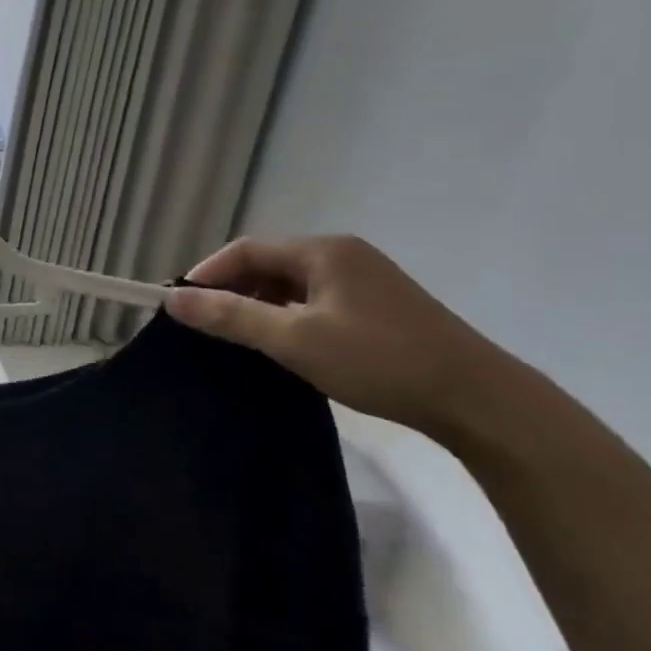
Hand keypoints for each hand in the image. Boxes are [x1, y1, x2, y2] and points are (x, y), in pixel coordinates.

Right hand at [164, 235, 518, 435]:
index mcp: (323, 251)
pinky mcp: (379, 306)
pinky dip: (288, 316)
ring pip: (292, 284)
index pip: (246, 250)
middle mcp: (343, 254)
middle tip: (206, 325)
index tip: (180, 305)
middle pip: (269, 264)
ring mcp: (365, 280)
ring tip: (239, 339)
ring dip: (260, 306)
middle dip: (232, 291)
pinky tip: (285, 345)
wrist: (479, 400)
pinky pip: (315, 300)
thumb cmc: (378, 360)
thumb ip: (230, 317)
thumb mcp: (294, 339)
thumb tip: (171, 299)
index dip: (207, 274)